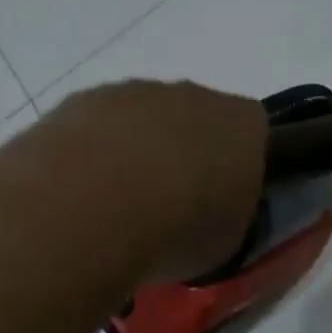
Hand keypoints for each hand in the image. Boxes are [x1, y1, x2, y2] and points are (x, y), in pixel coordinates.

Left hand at [50, 80, 267, 281]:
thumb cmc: (179, 228)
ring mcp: (133, 91)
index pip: (252, 132)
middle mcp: (193, 94)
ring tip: (115, 205)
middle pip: (195, 117)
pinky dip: (90, 152)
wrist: (94, 206)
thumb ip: (229, 214)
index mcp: (242, 123)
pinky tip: (78, 192)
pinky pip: (94, 125)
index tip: (220, 200)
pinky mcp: (81, 99)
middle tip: (167, 204)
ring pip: (141, 117)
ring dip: (134, 150)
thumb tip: (213, 213)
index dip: (237, 165)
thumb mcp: (228, 241)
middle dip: (183, 153)